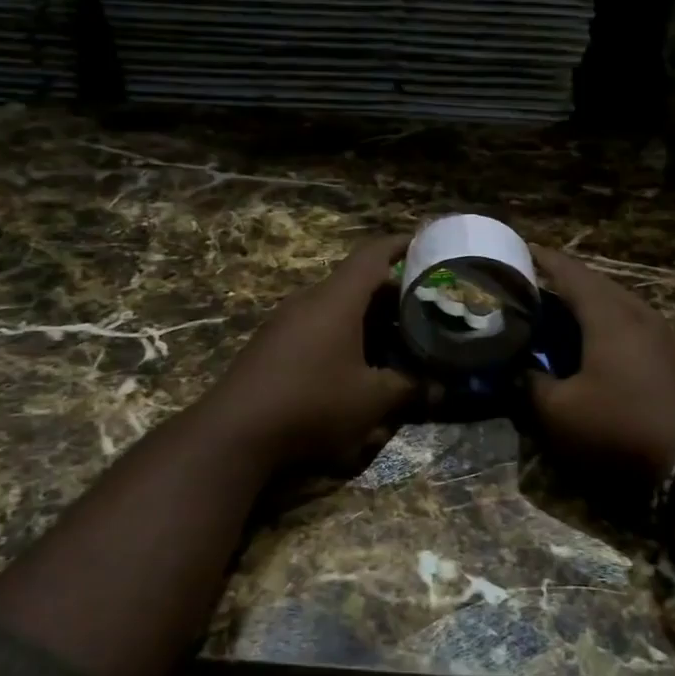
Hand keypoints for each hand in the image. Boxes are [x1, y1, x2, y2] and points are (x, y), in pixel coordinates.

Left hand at [205, 235, 415, 475]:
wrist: (234, 432)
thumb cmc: (312, 403)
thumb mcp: (371, 400)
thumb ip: (409, 389)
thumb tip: (440, 389)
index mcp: (337, 299)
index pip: (373, 255)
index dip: (401, 245)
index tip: (426, 243)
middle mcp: (310, 300)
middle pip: (356, 283)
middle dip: (392, 293)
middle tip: (424, 307)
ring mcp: (286, 322)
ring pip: (336, 307)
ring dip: (367, 318)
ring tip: (397, 338)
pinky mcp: (272, 345)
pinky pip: (317, 326)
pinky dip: (343, 334)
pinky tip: (357, 364)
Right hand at [526, 247, 674, 481]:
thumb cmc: (619, 427)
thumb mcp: (558, 412)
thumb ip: (531, 384)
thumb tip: (518, 368)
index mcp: (607, 314)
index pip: (570, 272)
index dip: (543, 259)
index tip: (520, 249)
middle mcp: (636, 313)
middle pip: (596, 283)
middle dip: (563, 280)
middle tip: (532, 285)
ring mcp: (660, 335)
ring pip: (617, 303)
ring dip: (587, 302)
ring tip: (558, 311)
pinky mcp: (671, 358)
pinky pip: (631, 324)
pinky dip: (605, 322)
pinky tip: (593, 342)